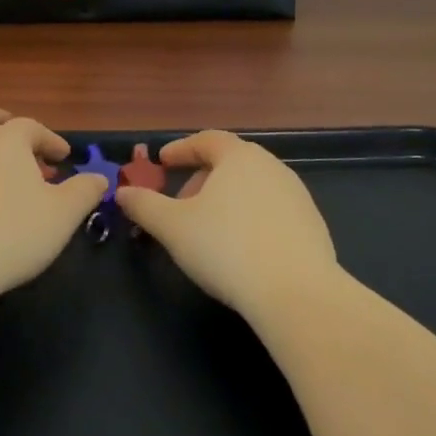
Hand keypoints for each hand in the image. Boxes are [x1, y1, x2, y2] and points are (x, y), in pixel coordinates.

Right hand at [114, 130, 338, 317]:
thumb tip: (122, 193)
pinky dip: (250, 219)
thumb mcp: (172, 227)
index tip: (162, 162)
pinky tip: (240, 249)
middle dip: (201, 179)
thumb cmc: (226, 248)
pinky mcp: (312, 226)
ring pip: (252, 188)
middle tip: (181, 203)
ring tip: (208, 229)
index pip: (207, 140)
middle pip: (230, 163)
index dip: (181, 149)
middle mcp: (272, 167)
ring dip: (226, 200)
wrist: (297, 294)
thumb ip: (144, 205)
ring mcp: (297, 196)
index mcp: (239, 157)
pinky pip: (271, 212)